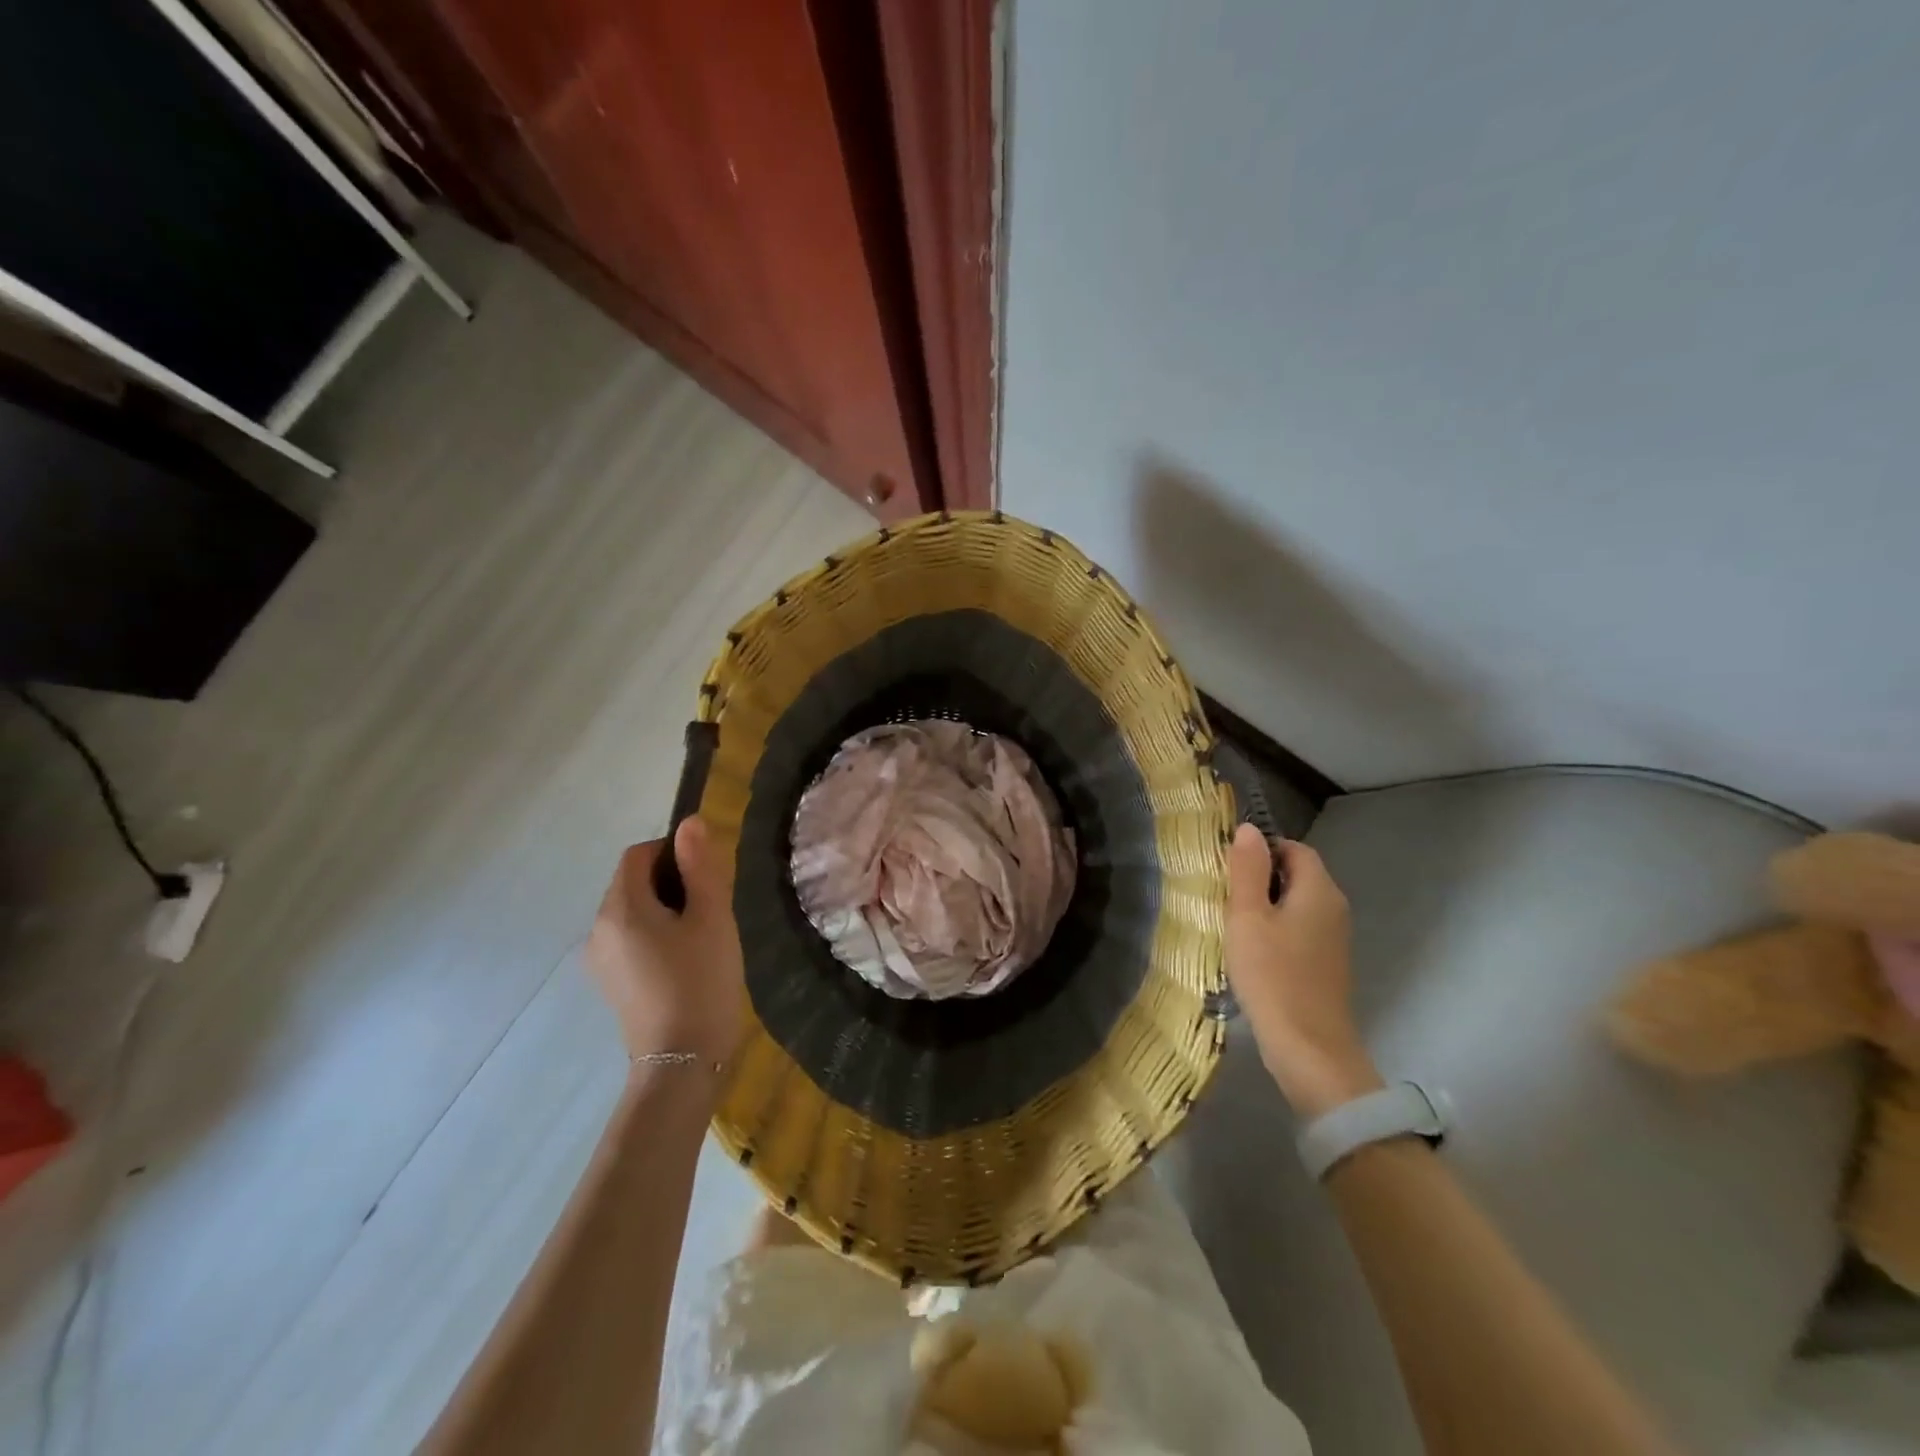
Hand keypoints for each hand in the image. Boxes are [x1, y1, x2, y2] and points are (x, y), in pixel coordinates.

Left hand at [587, 817, 746, 1072]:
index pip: (639, 854)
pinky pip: (630, 939)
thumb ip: (701, 866)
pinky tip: (684, 960)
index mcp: (620, 908)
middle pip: (632, 882)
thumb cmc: (701, 981)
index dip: (673, 852)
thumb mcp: (712, 917)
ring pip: (633, 912)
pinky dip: (655, 934)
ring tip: (701, 936)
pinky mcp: (610, 983)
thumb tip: (690, 822)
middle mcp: (598, 929)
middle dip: (671, 882)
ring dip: (665, 909)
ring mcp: (600, 959)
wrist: (682, 1062)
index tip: (707, 877)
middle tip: (711, 908)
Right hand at [1226, 824, 1382, 1118]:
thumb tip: (1249, 829)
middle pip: (1297, 875)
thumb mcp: (1248, 916)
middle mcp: (1334, 908)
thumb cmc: (1272, 975)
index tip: (1228, 867)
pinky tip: (1252, 951)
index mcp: (1319, 890)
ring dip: (1266, 906)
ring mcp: (1334, 939)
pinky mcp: (1327, 964)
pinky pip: (1300, 930)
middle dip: (1260, 878)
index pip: (1294, 848)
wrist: (1308, 1048)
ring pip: (1297, 904)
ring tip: (1233, 923)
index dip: (1261, 849)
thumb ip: (1247, 870)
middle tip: (1224, 894)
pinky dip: (1276, 930)